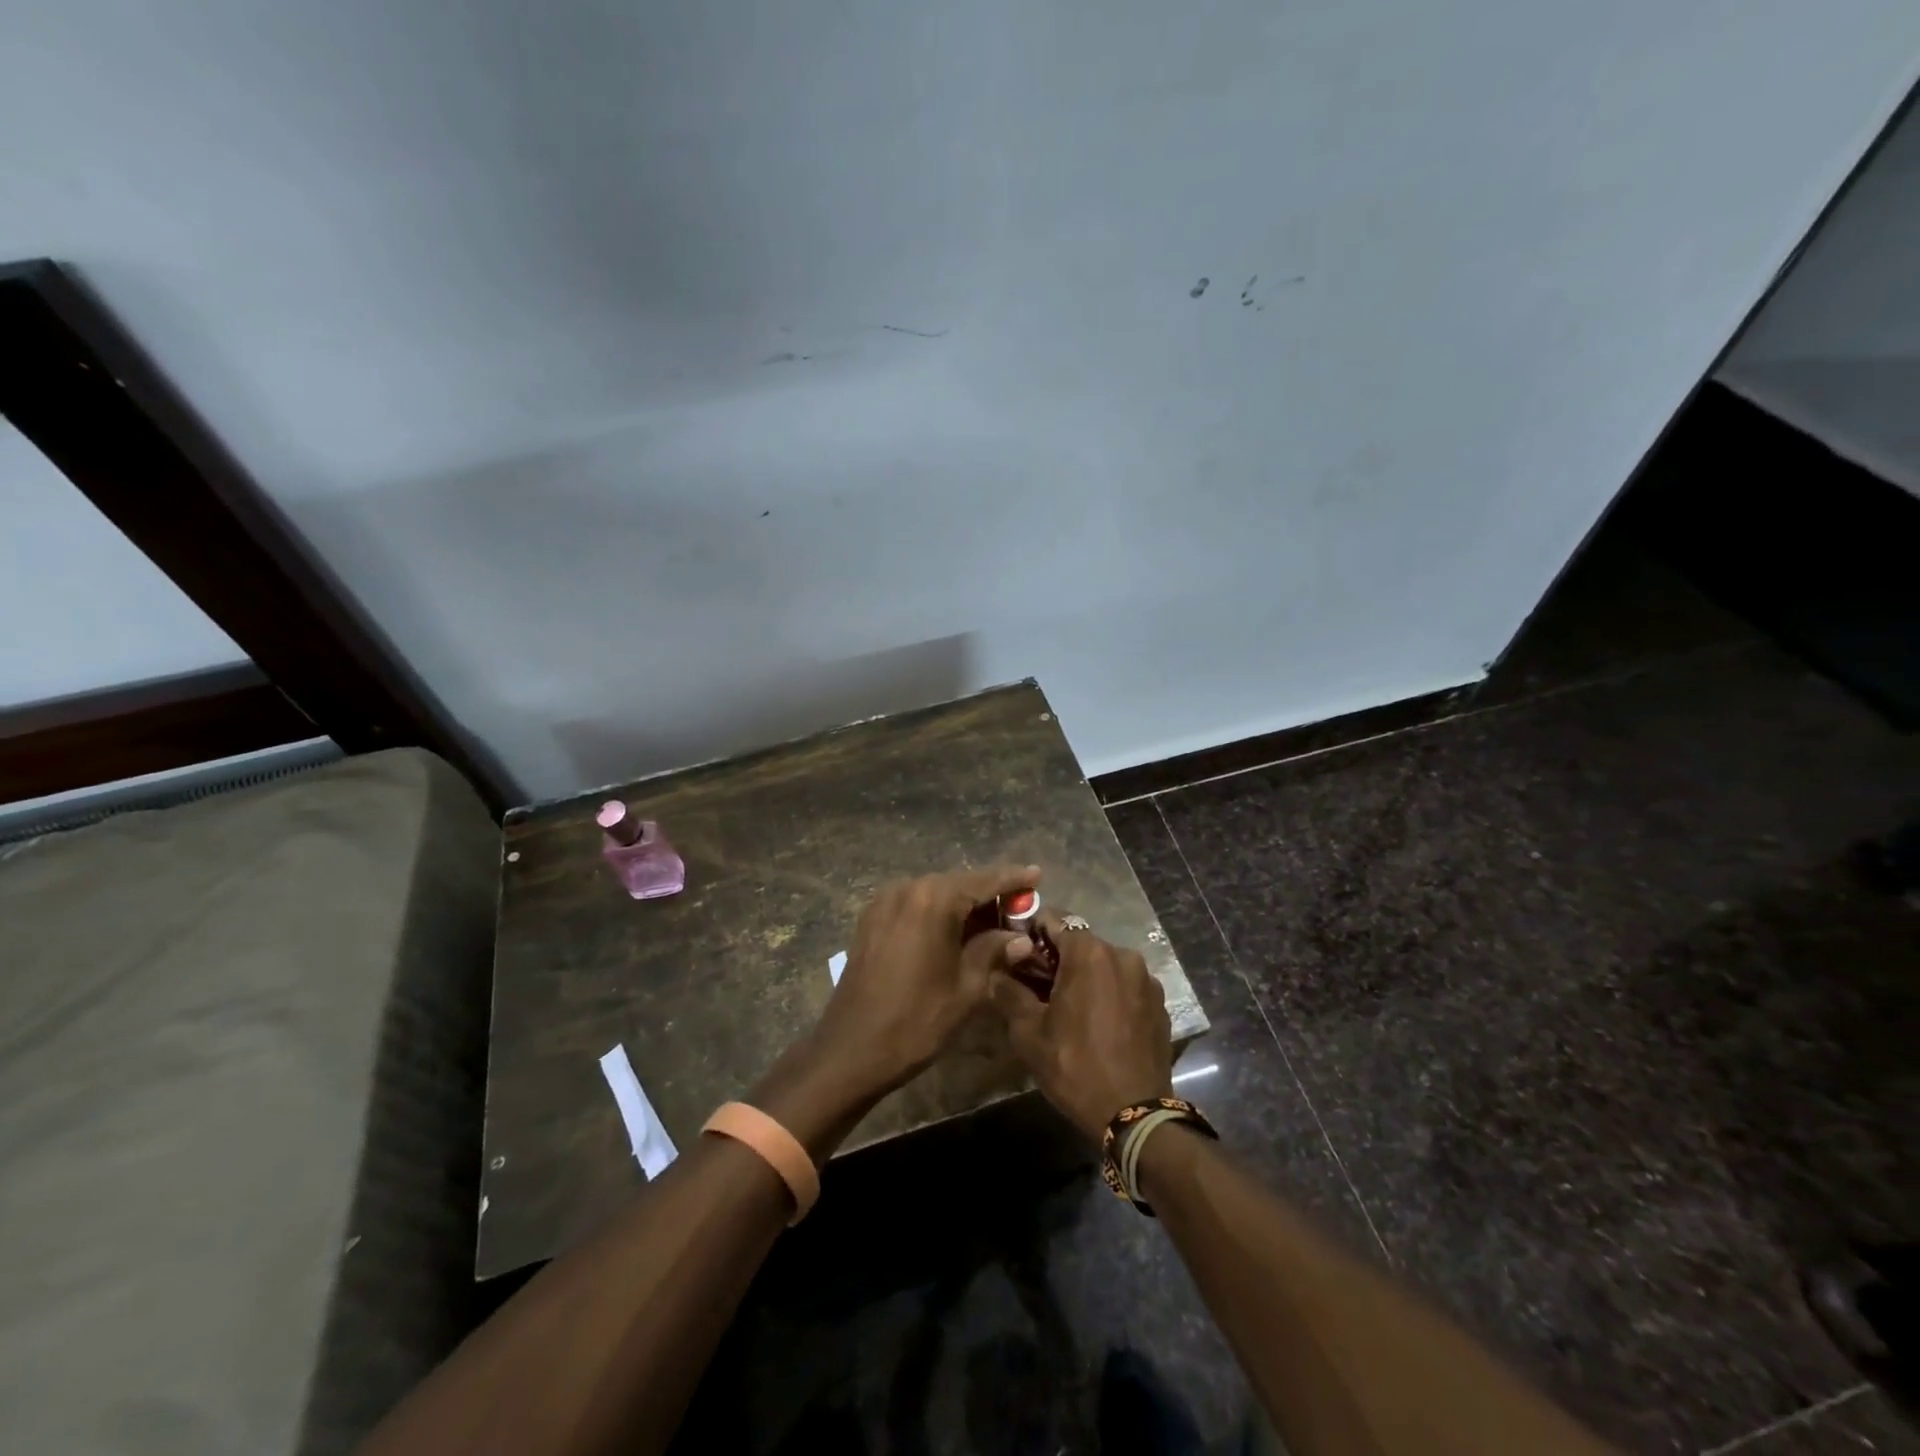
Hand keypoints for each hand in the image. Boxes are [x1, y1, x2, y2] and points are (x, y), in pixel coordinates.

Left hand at [812, 864, 1041, 1096]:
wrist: (851, 1048)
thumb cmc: (916, 1020)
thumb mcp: (967, 988)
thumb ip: (994, 952)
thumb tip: (1020, 939)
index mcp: (933, 900)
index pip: (983, 881)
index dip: (1013, 878)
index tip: (1037, 872)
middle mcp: (907, 888)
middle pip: (958, 883)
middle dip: (989, 894)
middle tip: (1018, 907)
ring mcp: (884, 902)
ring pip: (935, 893)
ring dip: (962, 904)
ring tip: (990, 922)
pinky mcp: (871, 919)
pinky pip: (914, 905)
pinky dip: (937, 912)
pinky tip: (953, 931)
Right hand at [989, 913, 1172, 1142]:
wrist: (1134, 1115)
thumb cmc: (1075, 1066)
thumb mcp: (1029, 1033)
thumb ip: (1009, 994)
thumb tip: (995, 974)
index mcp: (1089, 953)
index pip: (1054, 921)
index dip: (1032, 934)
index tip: (1018, 955)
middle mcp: (1123, 955)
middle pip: (1081, 943)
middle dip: (1058, 959)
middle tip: (1038, 987)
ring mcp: (1146, 979)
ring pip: (1105, 965)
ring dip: (1086, 977)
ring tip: (1070, 1009)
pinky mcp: (1159, 1004)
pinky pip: (1126, 986)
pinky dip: (1109, 994)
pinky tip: (1099, 1024)